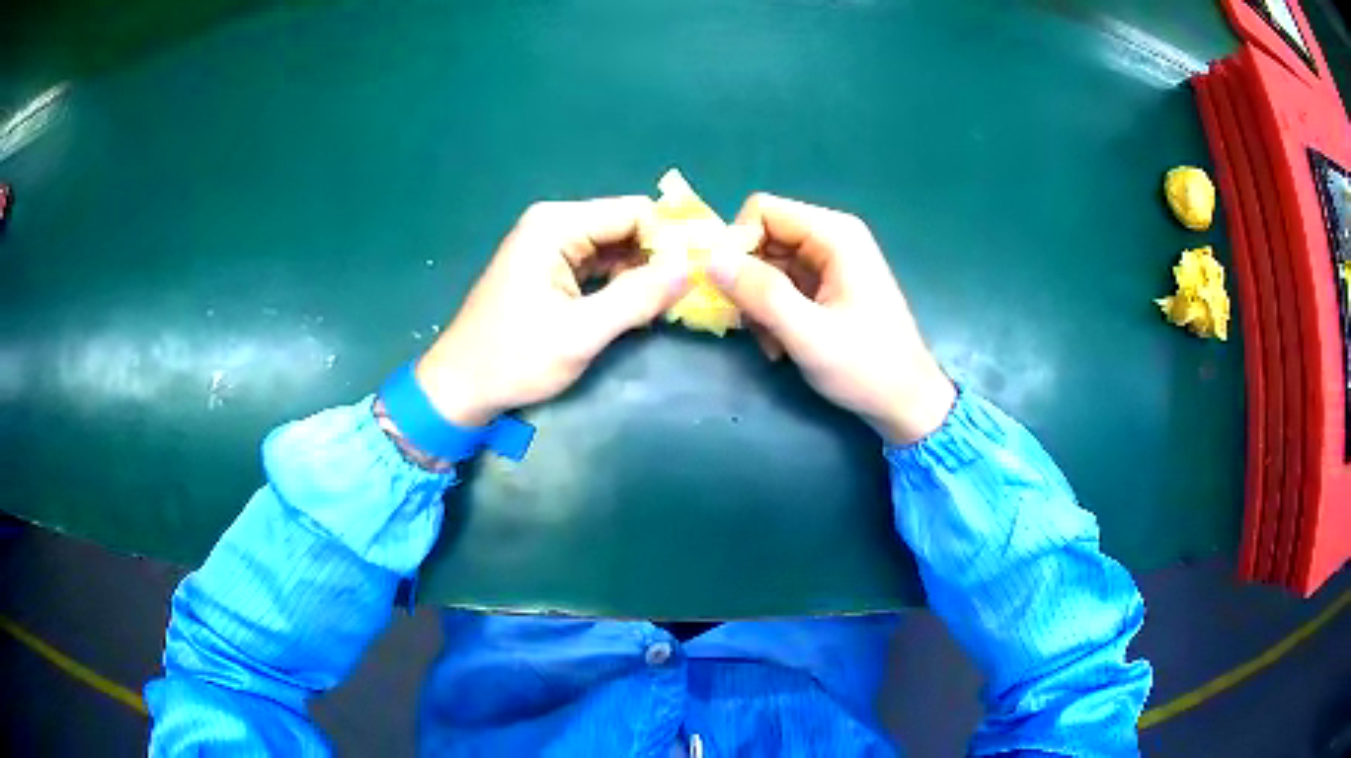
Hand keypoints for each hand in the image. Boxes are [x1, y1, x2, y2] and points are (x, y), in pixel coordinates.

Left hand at [415, 197, 691, 426]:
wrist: (460, 386)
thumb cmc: (514, 358)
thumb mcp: (581, 333)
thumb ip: (637, 298)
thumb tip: (692, 268)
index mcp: (557, 225)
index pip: (635, 212)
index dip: (670, 239)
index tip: (697, 276)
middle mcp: (555, 224)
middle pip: (626, 227)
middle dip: (659, 258)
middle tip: (689, 297)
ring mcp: (550, 245)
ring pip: (616, 248)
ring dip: (643, 274)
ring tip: (669, 307)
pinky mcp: (550, 268)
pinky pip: (599, 265)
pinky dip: (621, 284)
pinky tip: (639, 309)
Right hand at [707, 193, 955, 444]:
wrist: (906, 402)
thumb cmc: (867, 368)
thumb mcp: (810, 335)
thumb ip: (761, 294)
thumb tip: (710, 259)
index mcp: (835, 235)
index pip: (762, 210)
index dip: (737, 244)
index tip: (729, 289)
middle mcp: (831, 237)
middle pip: (762, 237)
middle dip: (746, 279)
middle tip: (751, 325)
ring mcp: (829, 261)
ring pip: (766, 264)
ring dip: (758, 302)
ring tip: (771, 342)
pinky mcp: (826, 285)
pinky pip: (780, 284)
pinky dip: (771, 312)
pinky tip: (781, 345)